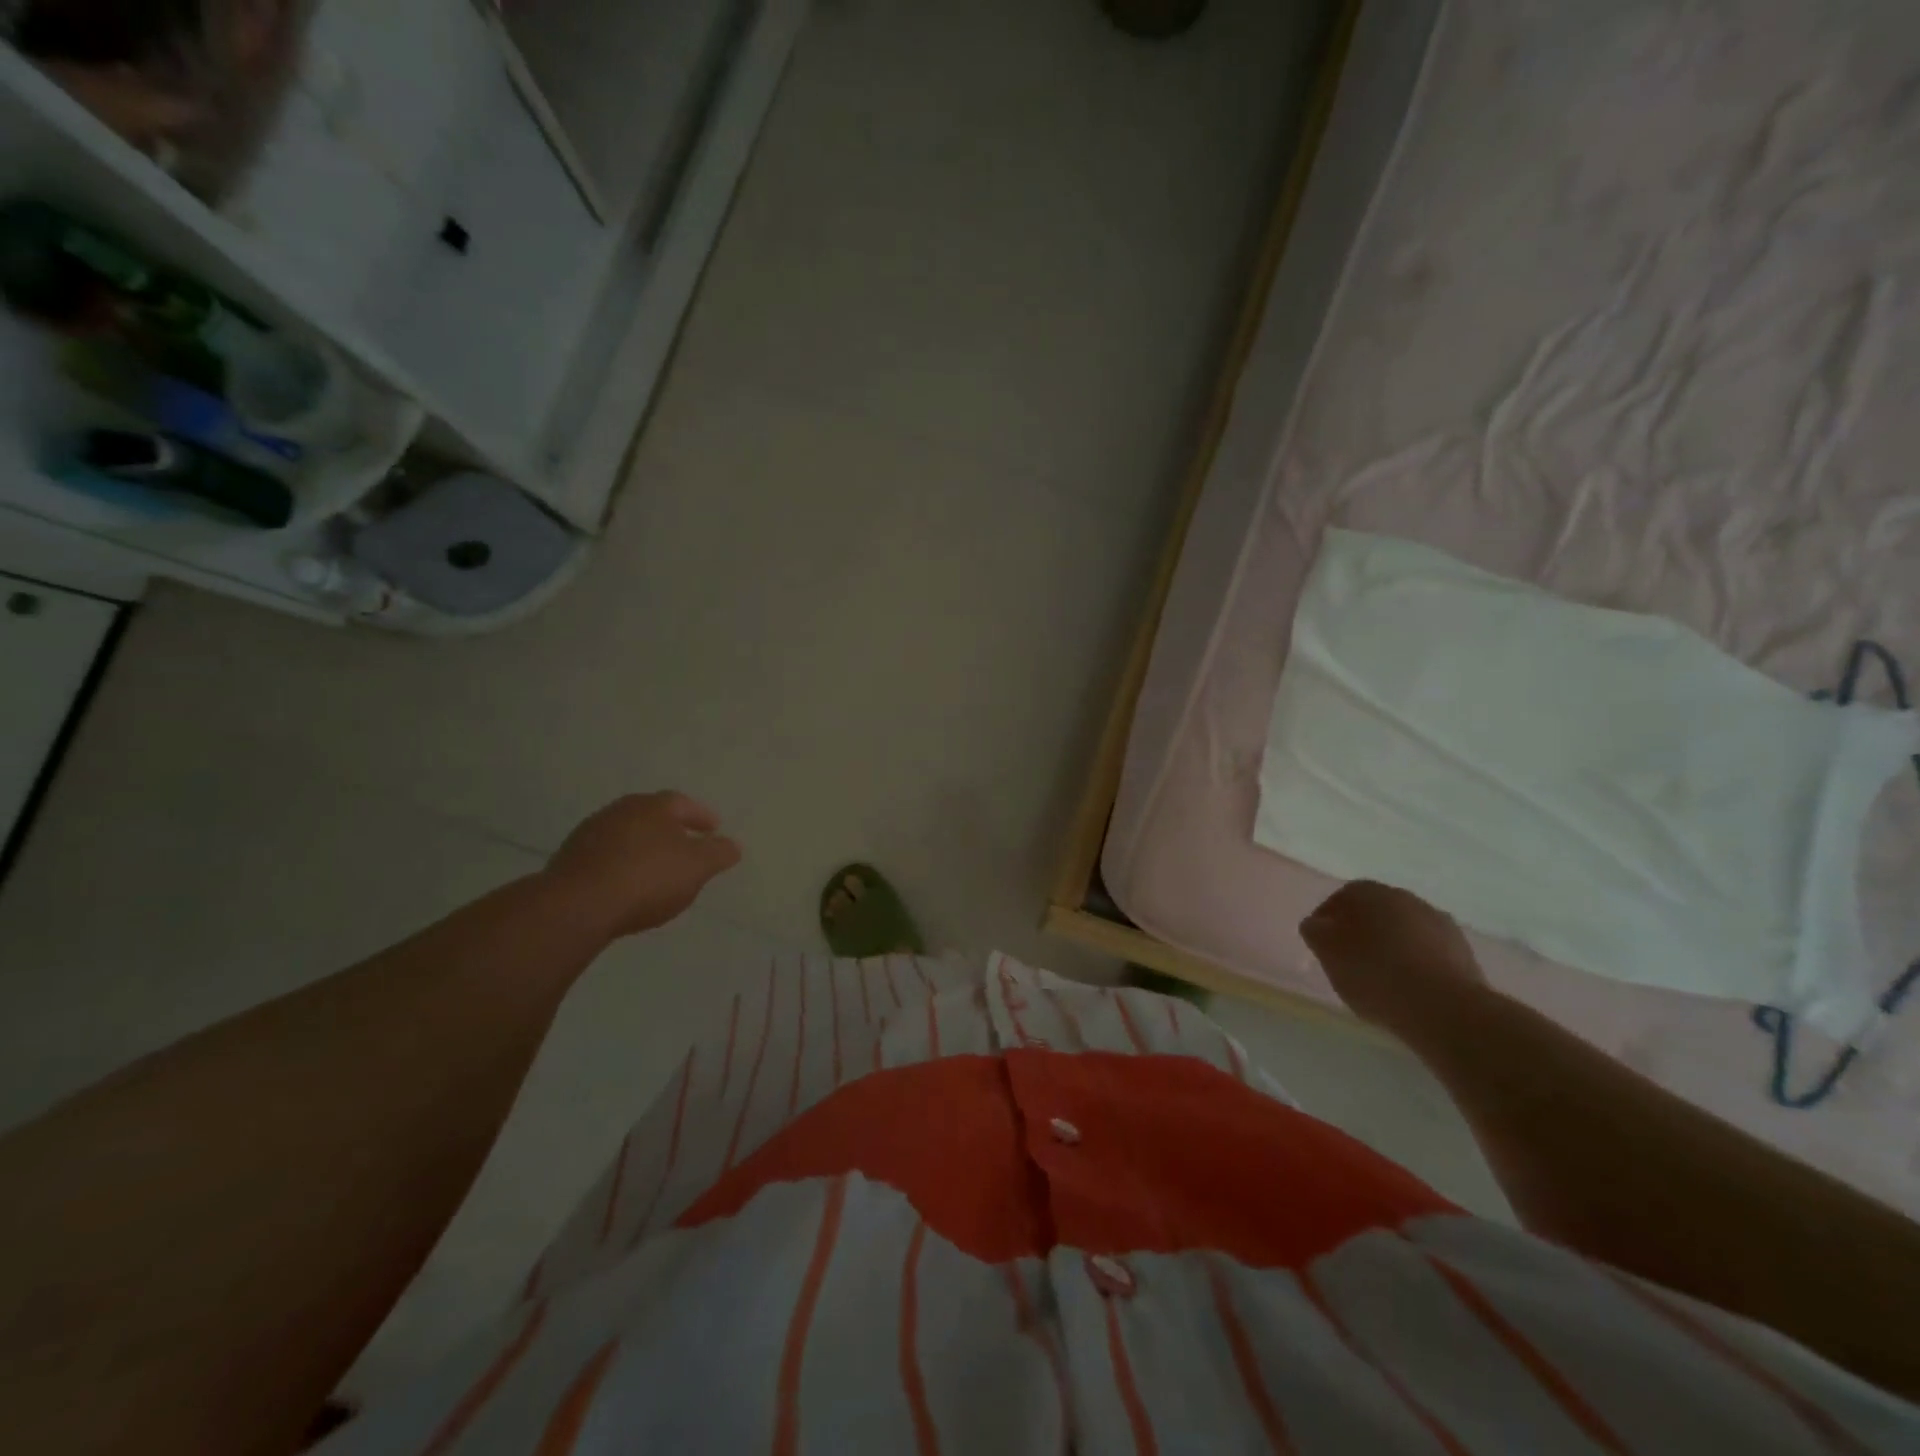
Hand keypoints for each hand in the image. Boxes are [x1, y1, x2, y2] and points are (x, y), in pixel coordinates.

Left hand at [545, 793, 742, 938]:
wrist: (578, 905)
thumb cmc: (647, 878)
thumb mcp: (697, 867)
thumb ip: (718, 854)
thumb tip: (732, 845)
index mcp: (653, 806)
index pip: (683, 803)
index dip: (701, 816)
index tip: (714, 828)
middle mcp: (620, 811)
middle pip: (651, 816)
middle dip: (671, 829)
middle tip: (686, 845)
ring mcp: (590, 834)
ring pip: (627, 835)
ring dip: (644, 847)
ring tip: (657, 869)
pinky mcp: (569, 860)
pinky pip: (606, 857)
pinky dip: (622, 864)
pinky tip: (627, 885)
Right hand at [1300, 881, 1489, 1040]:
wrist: (1444, 1007)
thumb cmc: (1373, 973)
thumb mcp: (1327, 952)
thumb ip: (1315, 932)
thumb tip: (1317, 924)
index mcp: (1368, 892)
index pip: (1339, 899)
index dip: (1328, 923)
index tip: (1323, 947)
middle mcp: (1404, 897)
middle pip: (1374, 912)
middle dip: (1362, 932)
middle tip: (1350, 962)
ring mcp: (1438, 922)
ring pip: (1403, 931)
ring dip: (1392, 948)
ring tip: (1381, 979)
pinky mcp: (1463, 951)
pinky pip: (1428, 952)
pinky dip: (1416, 964)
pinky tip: (1409, 988)